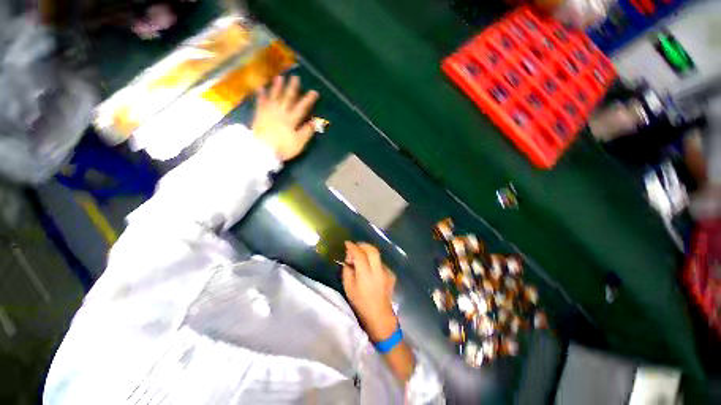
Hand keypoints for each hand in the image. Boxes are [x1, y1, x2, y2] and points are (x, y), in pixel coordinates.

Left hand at [252, 75, 319, 160]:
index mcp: (291, 119)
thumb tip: (314, 122)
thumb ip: (306, 131)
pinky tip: (261, 88)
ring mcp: (269, 112)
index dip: (308, 99)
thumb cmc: (283, 147)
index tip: (314, 92)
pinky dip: (261, 95)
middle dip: (292, 88)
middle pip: (287, 98)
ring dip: (277, 87)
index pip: (302, 107)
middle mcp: (281, 112)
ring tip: (279, 77)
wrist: (263, 150)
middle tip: (295, 77)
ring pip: (274, 97)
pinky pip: (260, 102)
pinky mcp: (259, 115)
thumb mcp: (299, 142)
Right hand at [342, 242, 397, 341]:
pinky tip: (369, 268)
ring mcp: (387, 272)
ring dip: (368, 252)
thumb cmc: (361, 303)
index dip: (352, 247)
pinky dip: (373, 261)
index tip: (347, 243)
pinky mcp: (391, 274)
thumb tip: (349, 259)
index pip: (359, 254)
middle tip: (355, 247)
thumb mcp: (348, 287)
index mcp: (366, 275)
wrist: (380, 316)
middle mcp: (378, 271)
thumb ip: (348, 270)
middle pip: (372, 249)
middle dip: (362, 245)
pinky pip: (380, 262)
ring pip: (377, 255)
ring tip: (361, 258)